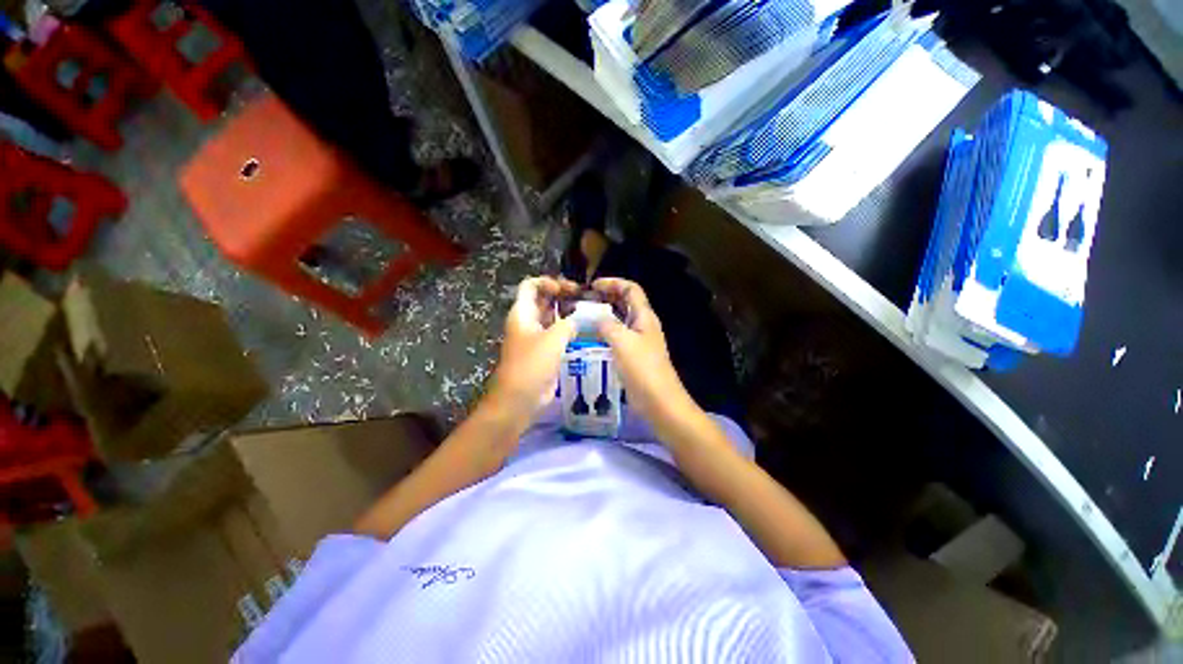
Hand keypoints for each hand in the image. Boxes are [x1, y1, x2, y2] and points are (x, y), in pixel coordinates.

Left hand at [489, 276, 579, 420]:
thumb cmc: (532, 364)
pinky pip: (556, 334)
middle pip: (543, 300)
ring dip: (567, 313)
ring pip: (551, 317)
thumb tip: (577, 321)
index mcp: (522, 313)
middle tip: (584, 299)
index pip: (531, 286)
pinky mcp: (543, 352)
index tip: (568, 290)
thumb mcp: (553, 339)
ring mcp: (535, 337)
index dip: (549, 282)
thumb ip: (568, 324)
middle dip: (562, 296)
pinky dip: (568, 330)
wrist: (520, 398)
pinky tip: (585, 332)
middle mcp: (527, 322)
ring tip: (588, 314)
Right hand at [593, 278, 697, 430]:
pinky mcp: (634, 356)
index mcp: (645, 317)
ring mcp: (640, 342)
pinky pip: (618, 338)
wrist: (659, 402)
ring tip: (583, 318)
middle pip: (626, 303)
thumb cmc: (642, 369)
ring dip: (604, 316)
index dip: (613, 282)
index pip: (631, 289)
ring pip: (621, 321)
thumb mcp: (622, 342)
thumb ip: (607, 325)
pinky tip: (590, 340)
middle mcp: (644, 325)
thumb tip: (596, 318)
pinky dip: (605, 334)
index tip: (592, 286)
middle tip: (585, 301)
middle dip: (607, 298)